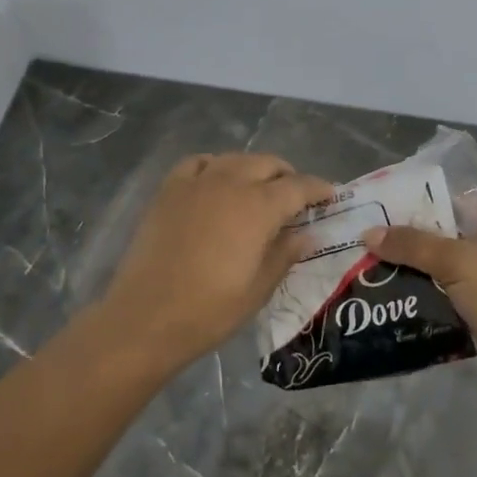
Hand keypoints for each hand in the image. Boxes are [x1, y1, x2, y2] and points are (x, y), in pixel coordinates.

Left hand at [96, 152, 334, 370]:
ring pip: (234, 159)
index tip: (330, 196)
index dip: (318, 189)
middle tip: (295, 198)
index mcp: (258, 207)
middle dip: (287, 176)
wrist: (146, 318)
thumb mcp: (259, 288)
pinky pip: (198, 163)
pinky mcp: (168, 191)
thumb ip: (285, 254)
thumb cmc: (210, 310)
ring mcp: (196, 183)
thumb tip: (307, 234)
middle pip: (267, 164)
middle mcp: (230, 183)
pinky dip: (215, 166)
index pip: (298, 186)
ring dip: (254, 169)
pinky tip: (217, 183)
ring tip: (258, 189)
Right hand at [362, 209, 476, 410]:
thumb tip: (370, 233)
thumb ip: (412, 245)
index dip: (418, 207)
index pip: (452, 206)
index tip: (381, 212)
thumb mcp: (456, 262)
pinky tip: (394, 301)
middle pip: (443, 239)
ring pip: (442, 272)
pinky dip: (424, 300)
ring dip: (413, 274)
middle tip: (368, 244)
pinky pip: (446, 299)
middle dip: (408, 244)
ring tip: (372, 272)